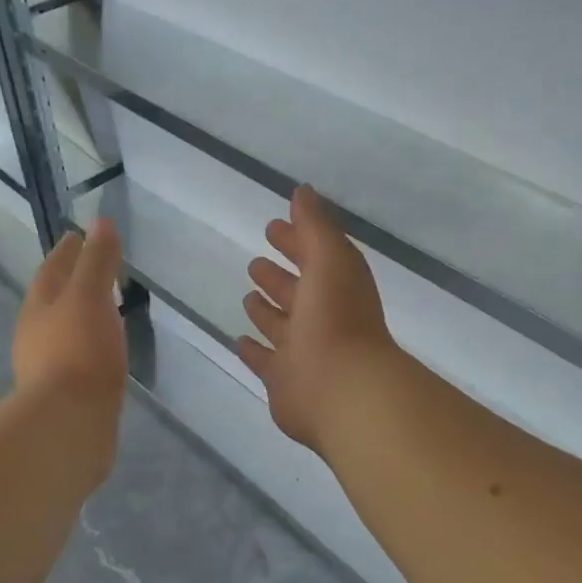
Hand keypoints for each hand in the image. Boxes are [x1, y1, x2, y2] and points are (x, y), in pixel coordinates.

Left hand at [14, 218, 127, 410]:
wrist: (69, 424)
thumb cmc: (78, 352)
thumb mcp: (90, 297)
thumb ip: (97, 262)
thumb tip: (100, 223)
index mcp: (38, 307)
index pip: (52, 270)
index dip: (67, 251)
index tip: (77, 235)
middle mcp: (35, 334)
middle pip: (51, 300)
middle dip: (69, 282)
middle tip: (91, 269)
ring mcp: (46, 367)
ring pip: (62, 330)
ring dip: (78, 316)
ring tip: (102, 308)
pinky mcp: (63, 395)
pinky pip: (76, 358)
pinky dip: (88, 345)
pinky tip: (103, 351)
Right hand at [238, 186, 398, 453]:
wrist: (342, 390)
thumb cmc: (336, 318)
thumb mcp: (329, 258)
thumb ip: (315, 225)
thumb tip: (302, 191)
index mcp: (336, 286)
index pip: (314, 256)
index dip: (296, 240)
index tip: (273, 227)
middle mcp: (321, 317)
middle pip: (296, 291)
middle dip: (278, 275)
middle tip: (255, 262)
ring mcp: (303, 351)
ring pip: (281, 325)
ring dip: (266, 310)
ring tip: (247, 295)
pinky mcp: (284, 381)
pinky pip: (265, 360)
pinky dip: (254, 350)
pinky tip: (239, 339)